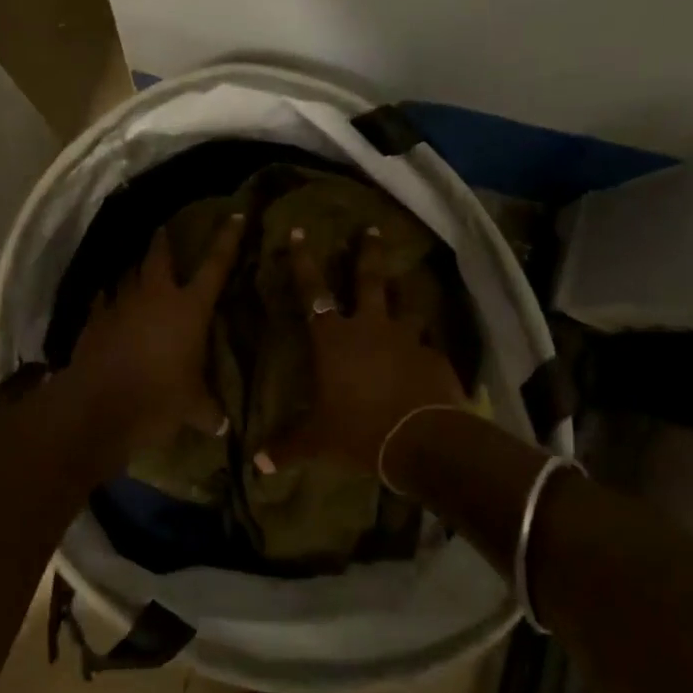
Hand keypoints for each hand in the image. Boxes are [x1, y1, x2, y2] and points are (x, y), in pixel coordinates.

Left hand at [59, 213, 245, 466]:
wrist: (99, 406)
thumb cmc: (158, 399)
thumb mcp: (192, 408)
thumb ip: (208, 411)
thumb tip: (222, 426)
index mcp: (189, 308)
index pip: (215, 266)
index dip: (227, 240)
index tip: (235, 215)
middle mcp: (155, 296)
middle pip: (159, 256)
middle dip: (163, 241)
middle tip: (164, 230)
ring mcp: (120, 304)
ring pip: (128, 274)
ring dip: (134, 270)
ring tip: (137, 269)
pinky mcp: (93, 319)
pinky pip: (103, 300)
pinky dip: (108, 298)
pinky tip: (108, 301)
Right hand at [271, 226, 465, 473]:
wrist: (423, 441)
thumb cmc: (359, 431)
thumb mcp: (318, 441)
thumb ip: (287, 447)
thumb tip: (257, 463)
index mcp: (334, 339)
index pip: (312, 292)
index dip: (303, 262)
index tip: (299, 233)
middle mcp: (369, 327)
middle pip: (368, 280)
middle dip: (367, 253)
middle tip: (371, 229)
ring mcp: (406, 339)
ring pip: (405, 306)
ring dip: (404, 297)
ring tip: (407, 289)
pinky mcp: (434, 356)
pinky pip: (427, 343)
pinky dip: (424, 344)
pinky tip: (426, 353)